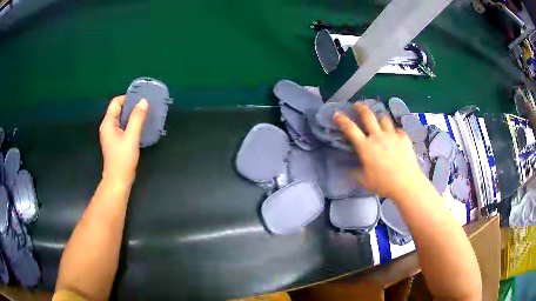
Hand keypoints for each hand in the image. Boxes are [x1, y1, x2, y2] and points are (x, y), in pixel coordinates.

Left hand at [99, 95, 147, 187]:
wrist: (118, 181)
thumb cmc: (123, 159)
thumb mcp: (131, 137)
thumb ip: (137, 118)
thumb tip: (143, 101)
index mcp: (108, 123)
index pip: (116, 102)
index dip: (127, 98)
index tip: (141, 99)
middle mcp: (107, 126)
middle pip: (118, 109)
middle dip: (131, 106)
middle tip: (145, 106)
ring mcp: (111, 134)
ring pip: (121, 118)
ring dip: (131, 115)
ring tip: (144, 115)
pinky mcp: (115, 141)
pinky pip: (122, 127)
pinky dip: (130, 124)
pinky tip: (139, 127)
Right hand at [334, 103, 425, 199]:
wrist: (406, 184)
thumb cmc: (384, 184)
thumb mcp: (365, 181)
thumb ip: (355, 172)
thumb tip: (348, 169)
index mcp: (366, 147)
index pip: (350, 128)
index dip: (342, 119)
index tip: (337, 114)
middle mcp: (378, 136)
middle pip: (367, 115)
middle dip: (360, 107)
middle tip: (357, 105)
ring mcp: (392, 135)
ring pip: (384, 118)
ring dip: (379, 117)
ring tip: (378, 120)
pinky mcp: (404, 137)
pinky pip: (397, 129)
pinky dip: (394, 131)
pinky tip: (395, 136)